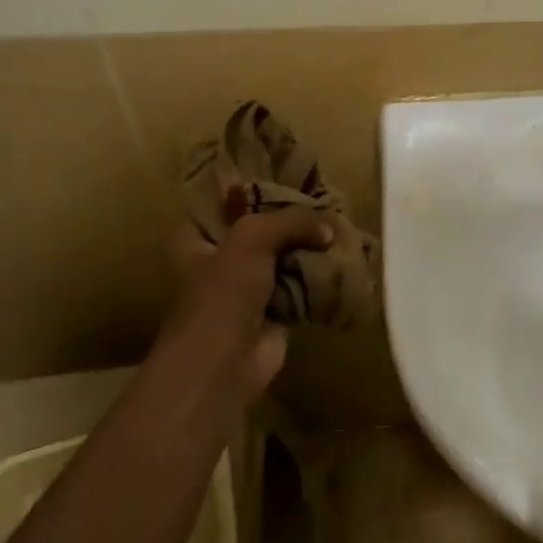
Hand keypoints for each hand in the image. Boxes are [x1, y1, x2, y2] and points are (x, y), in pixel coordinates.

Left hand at [159, 207, 332, 400]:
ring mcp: (249, 289)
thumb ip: (291, 221)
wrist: (225, 362)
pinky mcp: (276, 313)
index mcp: (199, 241)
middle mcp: (222, 261)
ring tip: (341, 229)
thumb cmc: (223, 293)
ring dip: (309, 250)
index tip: (285, 181)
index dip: (252, 193)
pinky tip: (344, 262)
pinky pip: (302, 287)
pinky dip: (320, 279)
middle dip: (291, 222)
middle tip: (325, 204)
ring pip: (285, 259)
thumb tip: (329, 230)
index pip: (225, 206)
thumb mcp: (253, 238)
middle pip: (262, 232)